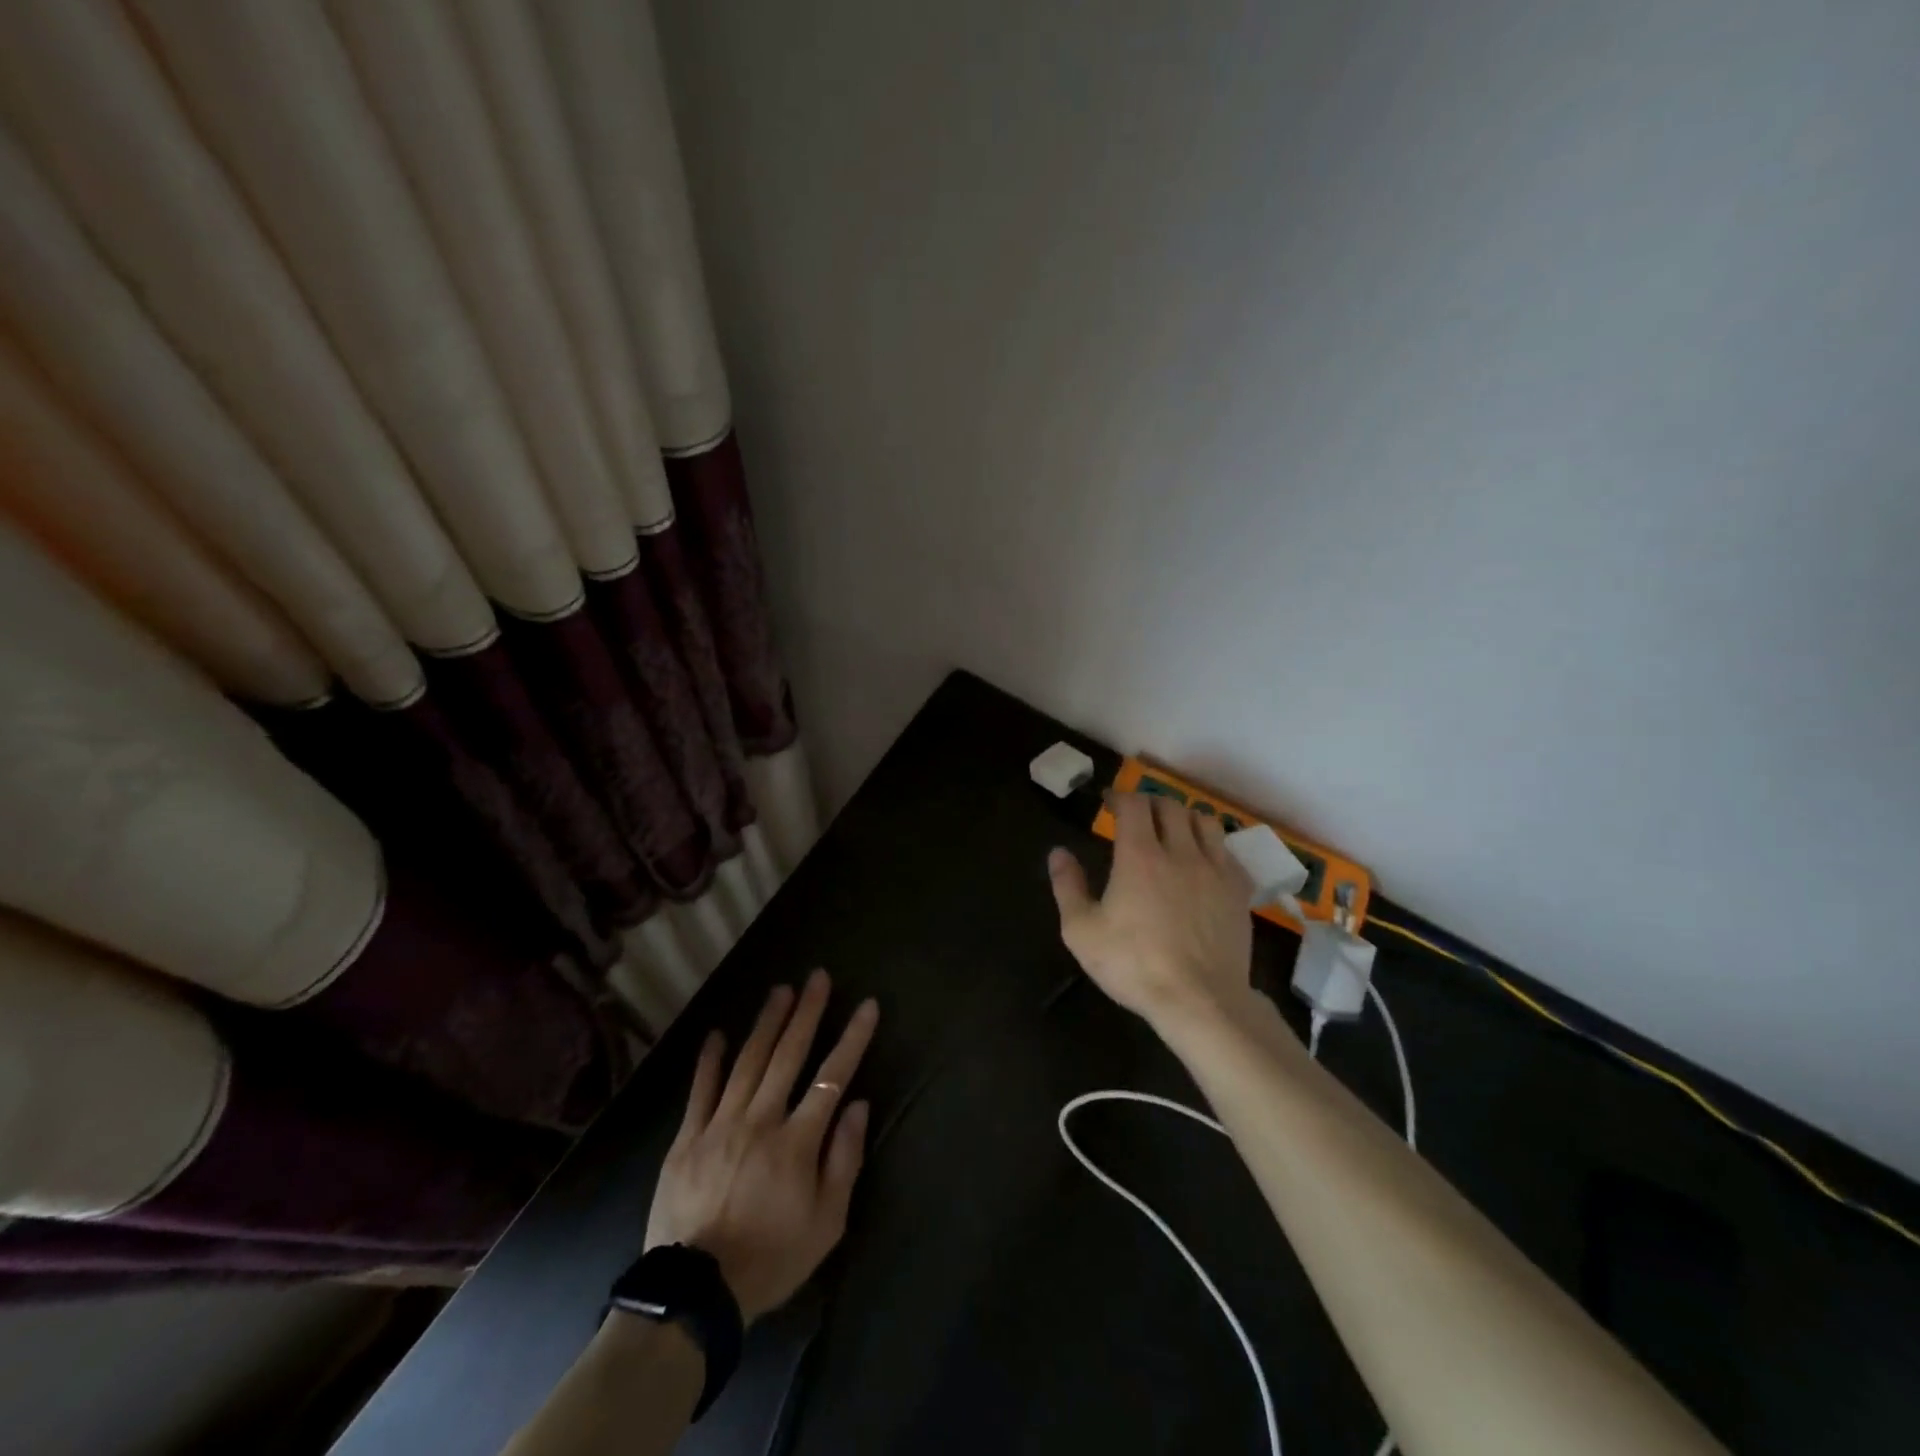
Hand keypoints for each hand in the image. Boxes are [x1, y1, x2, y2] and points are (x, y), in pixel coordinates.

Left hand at [644, 971, 879, 1323]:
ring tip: (780, 990)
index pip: (832, 1076)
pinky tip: (718, 1033)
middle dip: (807, 1012)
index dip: (852, 1038)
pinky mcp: (687, 1138)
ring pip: (748, 1061)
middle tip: (817, 977)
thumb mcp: (826, 1224)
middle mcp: (761, 1120)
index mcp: (797, 1141)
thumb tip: (858, 1105)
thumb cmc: (771, 1259)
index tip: (867, 1005)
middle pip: (788, 1055)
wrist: (694, 1295)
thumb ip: (844, 1160)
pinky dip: (710, 1059)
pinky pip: (700, 1089)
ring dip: (767, 1022)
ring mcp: (720, 1124)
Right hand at [1048, 793, 1255, 1033]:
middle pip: (1170, 806)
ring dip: (1184, 818)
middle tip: (1137, 816)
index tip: (1109, 803)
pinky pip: (1229, 852)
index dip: (1119, 796)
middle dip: (1150, 804)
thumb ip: (1068, 886)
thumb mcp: (1082, 931)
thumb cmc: (1133, 965)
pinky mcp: (1239, 891)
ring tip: (1173, 832)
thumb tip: (1058, 853)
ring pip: (1204, 821)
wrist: (1199, 1000)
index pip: (1133, 804)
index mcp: (1139, 855)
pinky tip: (1204, 863)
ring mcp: (1215, 869)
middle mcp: (1180, 851)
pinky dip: (1213, 847)